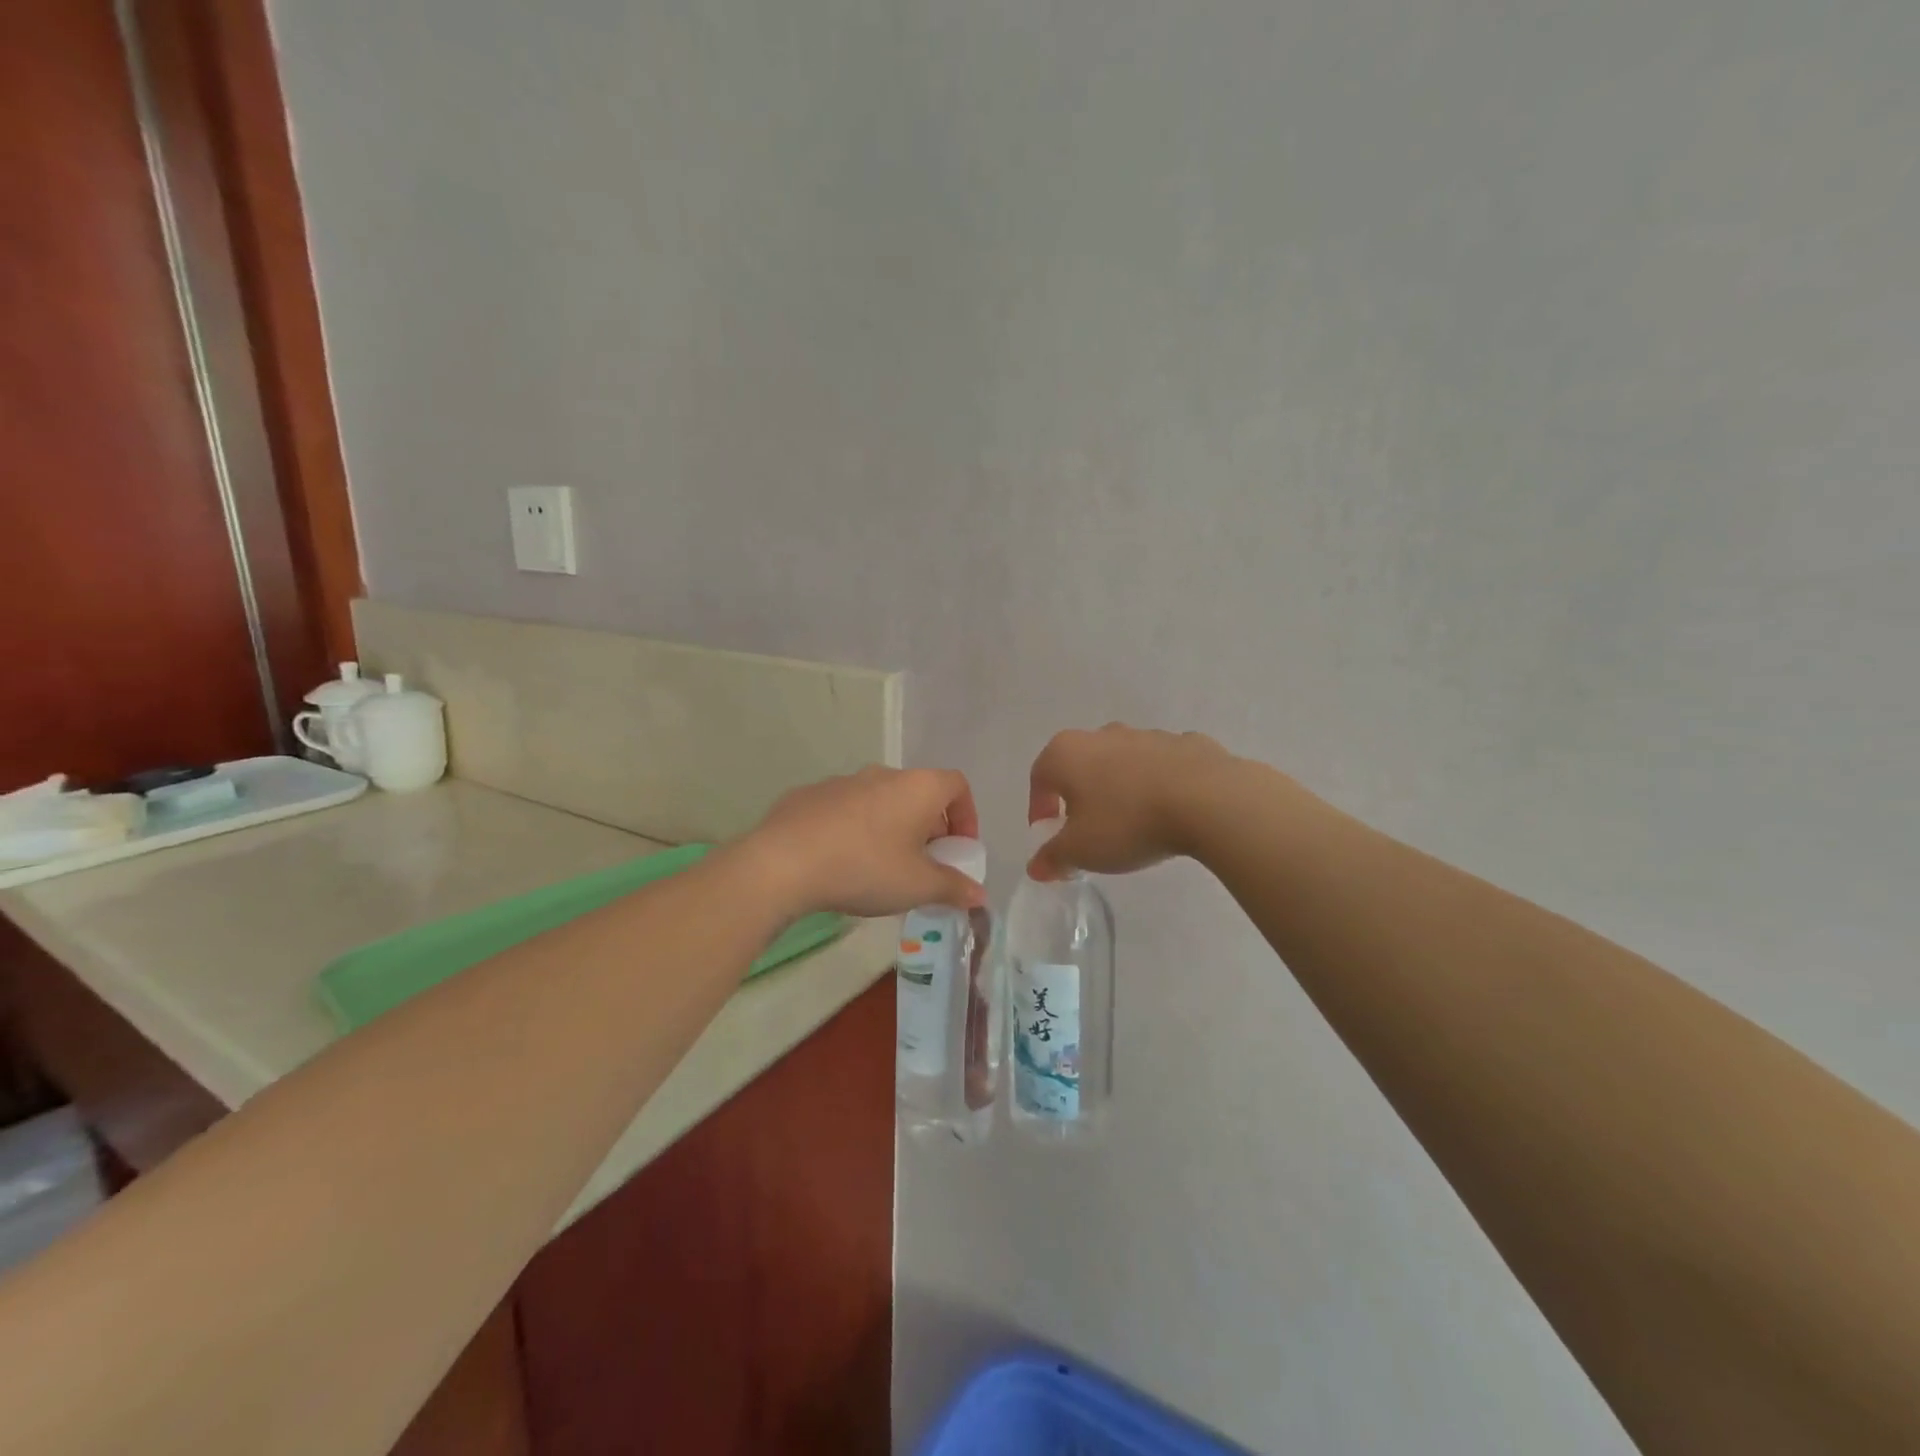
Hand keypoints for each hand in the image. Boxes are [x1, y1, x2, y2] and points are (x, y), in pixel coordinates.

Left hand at [743, 766, 985, 917]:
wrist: (784, 862)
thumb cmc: (866, 868)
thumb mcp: (918, 886)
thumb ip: (953, 888)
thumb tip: (979, 895)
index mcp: (918, 787)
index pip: (957, 785)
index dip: (966, 815)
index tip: (959, 849)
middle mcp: (883, 774)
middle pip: (918, 794)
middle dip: (928, 828)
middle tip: (923, 865)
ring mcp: (843, 781)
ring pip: (880, 801)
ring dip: (890, 828)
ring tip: (881, 867)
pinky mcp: (809, 795)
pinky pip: (844, 810)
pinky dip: (854, 830)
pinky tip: (840, 862)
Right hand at [1026, 724, 1239, 879]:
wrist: (1207, 800)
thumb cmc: (1127, 822)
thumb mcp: (1081, 850)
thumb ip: (1053, 857)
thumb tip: (1036, 867)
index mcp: (1067, 753)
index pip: (1039, 778)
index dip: (1039, 808)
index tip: (1050, 834)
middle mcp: (1102, 735)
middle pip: (1080, 765)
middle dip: (1079, 795)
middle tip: (1088, 829)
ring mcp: (1147, 735)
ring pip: (1122, 762)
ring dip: (1120, 787)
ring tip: (1133, 822)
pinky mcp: (1186, 743)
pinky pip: (1162, 765)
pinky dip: (1159, 783)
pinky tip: (1171, 810)